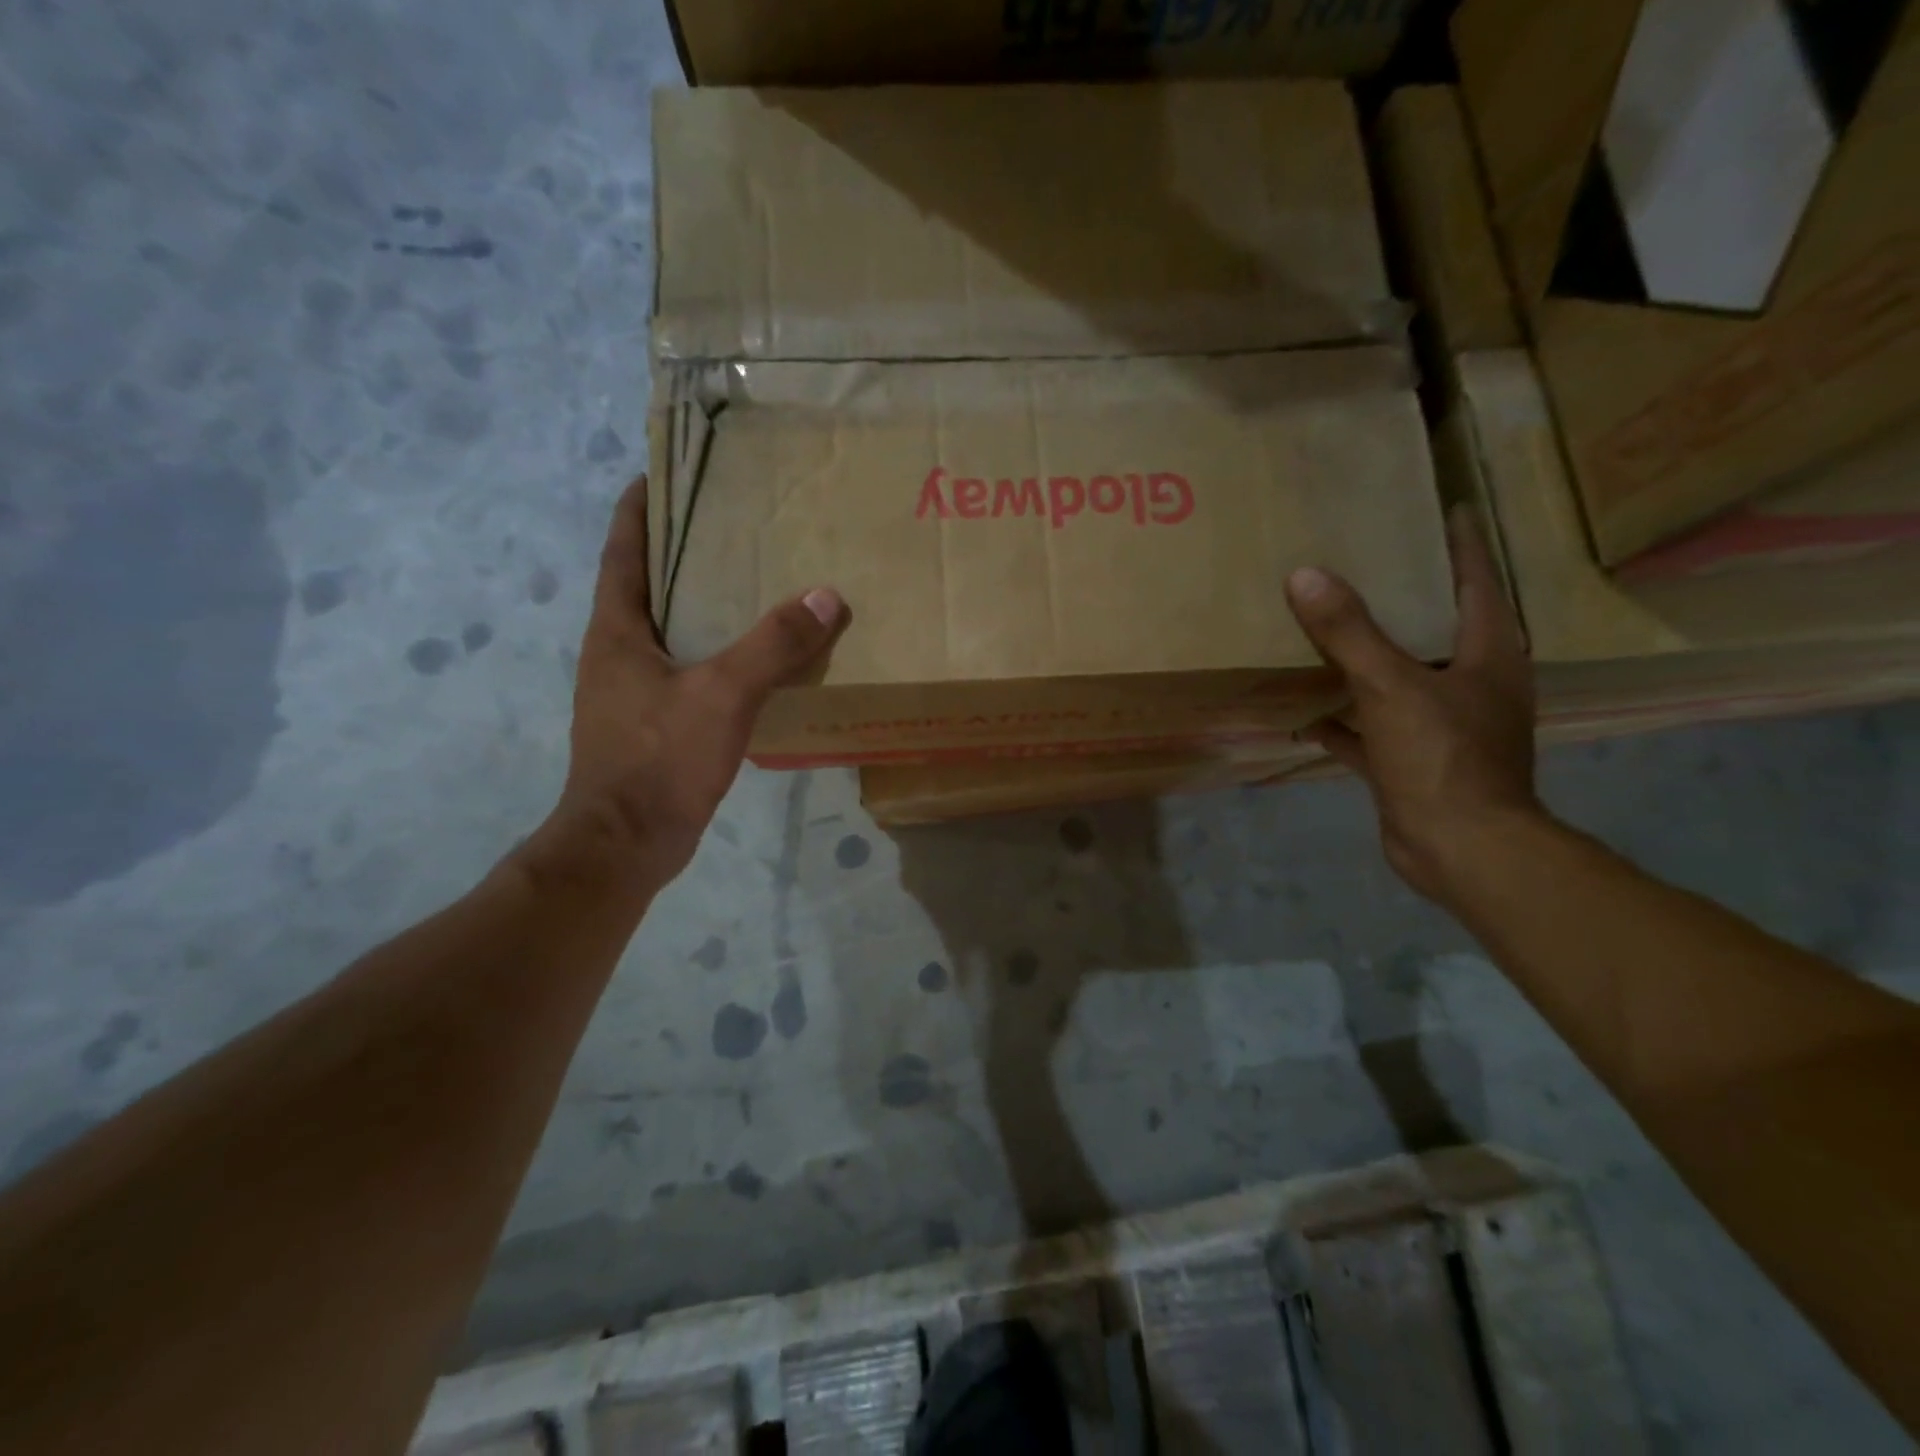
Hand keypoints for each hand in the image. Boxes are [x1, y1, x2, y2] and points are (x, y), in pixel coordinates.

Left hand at [526, 475, 846, 894]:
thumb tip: (825, 597)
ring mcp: (631, 692)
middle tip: (731, 525)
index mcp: (617, 631)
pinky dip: (714, 651)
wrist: (627, 844)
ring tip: (751, 583)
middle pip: (646, 586)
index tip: (664, 474)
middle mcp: (617, 653)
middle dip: (680, 552)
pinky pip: (686, 669)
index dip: (639, 509)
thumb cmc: (660, 759)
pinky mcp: (653, 725)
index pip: (623, 551)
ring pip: (668, 630)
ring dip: (700, 604)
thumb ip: (773, 644)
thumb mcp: (723, 693)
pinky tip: (754, 658)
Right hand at [1286, 505, 1538, 903]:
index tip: (1443, 509)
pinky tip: (1304, 710)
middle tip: (1364, 562)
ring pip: (1399, 678)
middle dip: (1405, 597)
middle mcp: (1470, 685)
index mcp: (1487, 656)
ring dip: (1367, 657)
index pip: (1477, 582)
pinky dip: (1341, 718)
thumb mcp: (1391, 686)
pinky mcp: (1410, 761)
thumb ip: (1349, 632)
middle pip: (1437, 628)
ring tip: (1327, 625)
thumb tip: (1305, 575)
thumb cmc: (1443, 758)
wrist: (1460, 849)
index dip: (1461, 544)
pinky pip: (1369, 728)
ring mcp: (1440, 726)